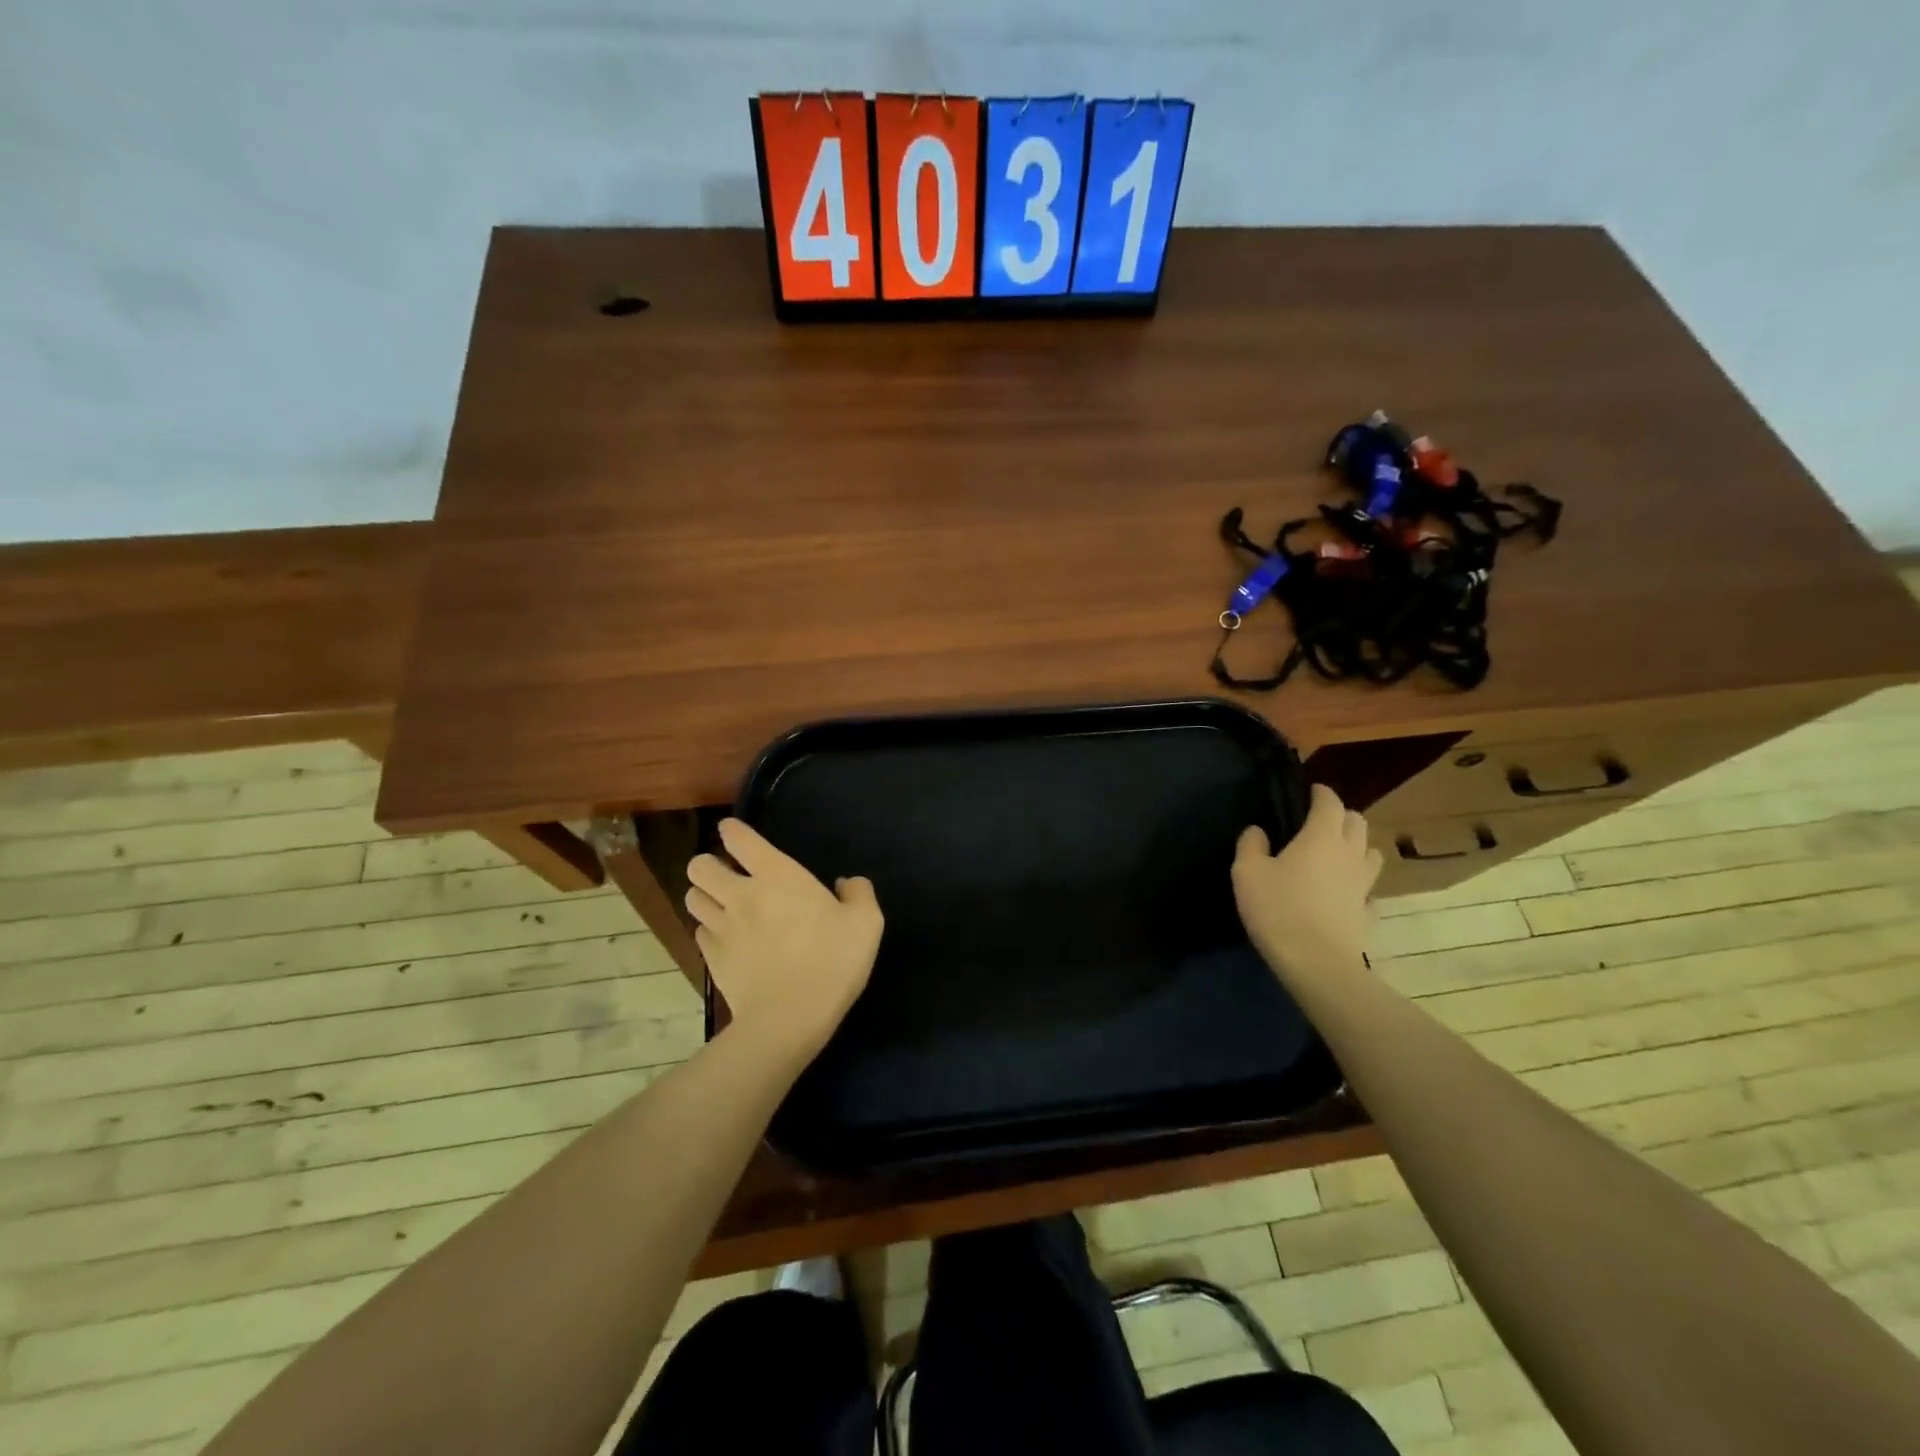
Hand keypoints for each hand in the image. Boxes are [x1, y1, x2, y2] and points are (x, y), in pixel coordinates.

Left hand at [685, 819, 882, 1059]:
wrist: (789, 1018)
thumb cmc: (831, 961)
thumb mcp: (866, 923)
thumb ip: (859, 893)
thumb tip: (846, 883)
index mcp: (777, 875)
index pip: (739, 838)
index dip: (733, 830)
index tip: (734, 832)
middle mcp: (741, 894)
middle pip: (700, 866)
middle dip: (708, 864)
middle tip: (728, 875)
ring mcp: (721, 927)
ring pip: (692, 898)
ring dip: (704, 895)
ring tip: (721, 904)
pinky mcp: (711, 958)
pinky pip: (698, 932)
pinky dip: (708, 929)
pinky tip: (726, 939)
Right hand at [1232, 784, 1381, 986]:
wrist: (1316, 962)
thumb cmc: (1278, 908)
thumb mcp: (1247, 872)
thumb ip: (1251, 845)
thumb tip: (1258, 831)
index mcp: (1321, 837)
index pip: (1330, 803)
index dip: (1321, 793)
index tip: (1311, 791)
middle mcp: (1349, 854)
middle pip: (1357, 823)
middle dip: (1341, 816)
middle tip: (1320, 821)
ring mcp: (1364, 885)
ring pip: (1371, 854)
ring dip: (1357, 847)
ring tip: (1337, 854)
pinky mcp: (1368, 913)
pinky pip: (1369, 891)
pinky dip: (1359, 886)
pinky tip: (1345, 894)